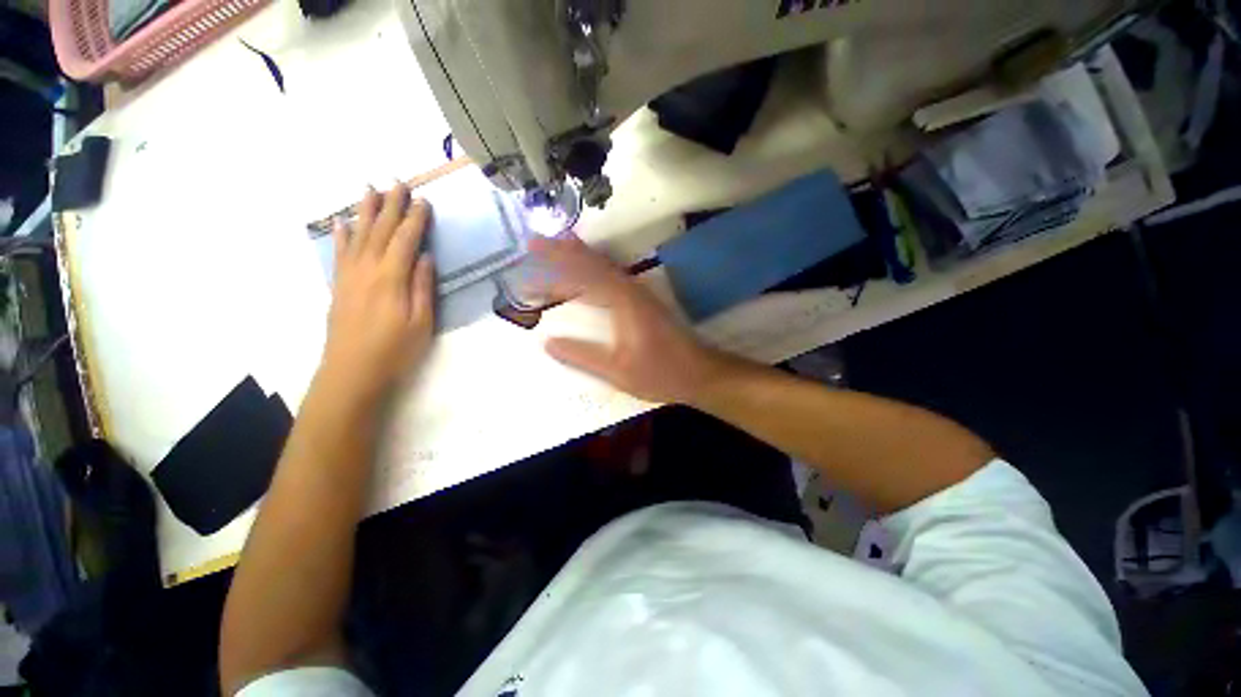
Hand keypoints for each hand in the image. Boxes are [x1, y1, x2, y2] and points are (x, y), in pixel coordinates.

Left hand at [321, 185, 434, 399]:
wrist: (352, 371)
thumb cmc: (395, 350)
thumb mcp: (421, 322)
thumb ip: (422, 287)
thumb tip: (425, 257)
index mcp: (391, 278)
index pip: (405, 240)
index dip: (416, 220)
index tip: (424, 201)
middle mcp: (367, 270)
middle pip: (380, 230)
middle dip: (391, 205)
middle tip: (398, 182)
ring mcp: (349, 276)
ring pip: (358, 235)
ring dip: (365, 211)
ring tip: (370, 189)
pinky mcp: (339, 285)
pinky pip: (339, 253)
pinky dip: (341, 235)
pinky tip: (342, 222)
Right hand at [531, 235, 728, 403]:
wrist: (700, 373)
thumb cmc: (662, 374)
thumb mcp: (619, 372)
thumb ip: (583, 356)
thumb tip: (547, 342)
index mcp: (625, 302)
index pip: (584, 274)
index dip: (556, 265)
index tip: (530, 258)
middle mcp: (631, 290)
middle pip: (593, 263)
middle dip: (562, 252)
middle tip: (533, 243)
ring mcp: (638, 293)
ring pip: (603, 267)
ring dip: (577, 257)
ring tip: (552, 248)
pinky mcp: (642, 301)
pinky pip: (611, 278)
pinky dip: (592, 271)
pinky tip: (582, 275)